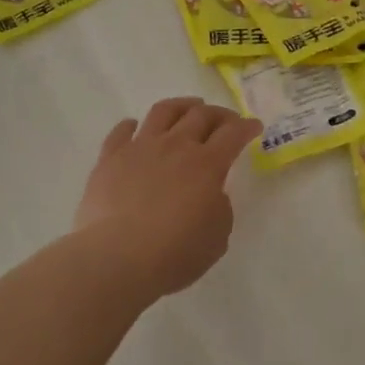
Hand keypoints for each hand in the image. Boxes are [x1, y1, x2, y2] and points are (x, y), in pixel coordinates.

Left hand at [75, 97, 260, 301]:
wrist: (117, 259)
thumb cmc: (176, 253)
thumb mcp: (218, 236)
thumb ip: (220, 208)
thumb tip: (210, 194)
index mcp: (207, 164)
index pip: (233, 133)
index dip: (247, 127)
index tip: (254, 126)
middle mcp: (175, 146)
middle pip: (201, 115)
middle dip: (219, 114)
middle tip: (226, 120)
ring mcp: (140, 148)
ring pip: (163, 111)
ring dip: (181, 106)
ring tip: (189, 108)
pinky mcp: (110, 158)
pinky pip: (121, 131)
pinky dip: (131, 125)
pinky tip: (135, 127)